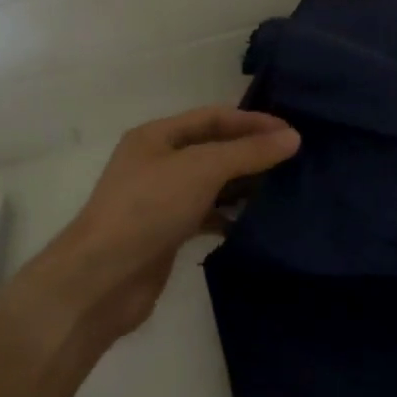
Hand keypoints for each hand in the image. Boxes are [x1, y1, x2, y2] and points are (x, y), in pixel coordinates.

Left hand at [24, 106, 299, 344]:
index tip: (291, 132)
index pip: (213, 117)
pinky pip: (206, 215)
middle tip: (293, 160)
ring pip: (211, 184)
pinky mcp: (167, 233)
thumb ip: (248, 152)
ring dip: (243, 185)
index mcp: (156, 136)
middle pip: (212, 149)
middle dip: (250, 152)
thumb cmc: (149, 208)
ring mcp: (160, 200)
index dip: (252, 121)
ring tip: (282, 188)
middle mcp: (157, 163)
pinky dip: (229, 216)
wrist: (103, 278)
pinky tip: (253, 222)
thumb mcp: (202, 169)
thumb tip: (293, 137)